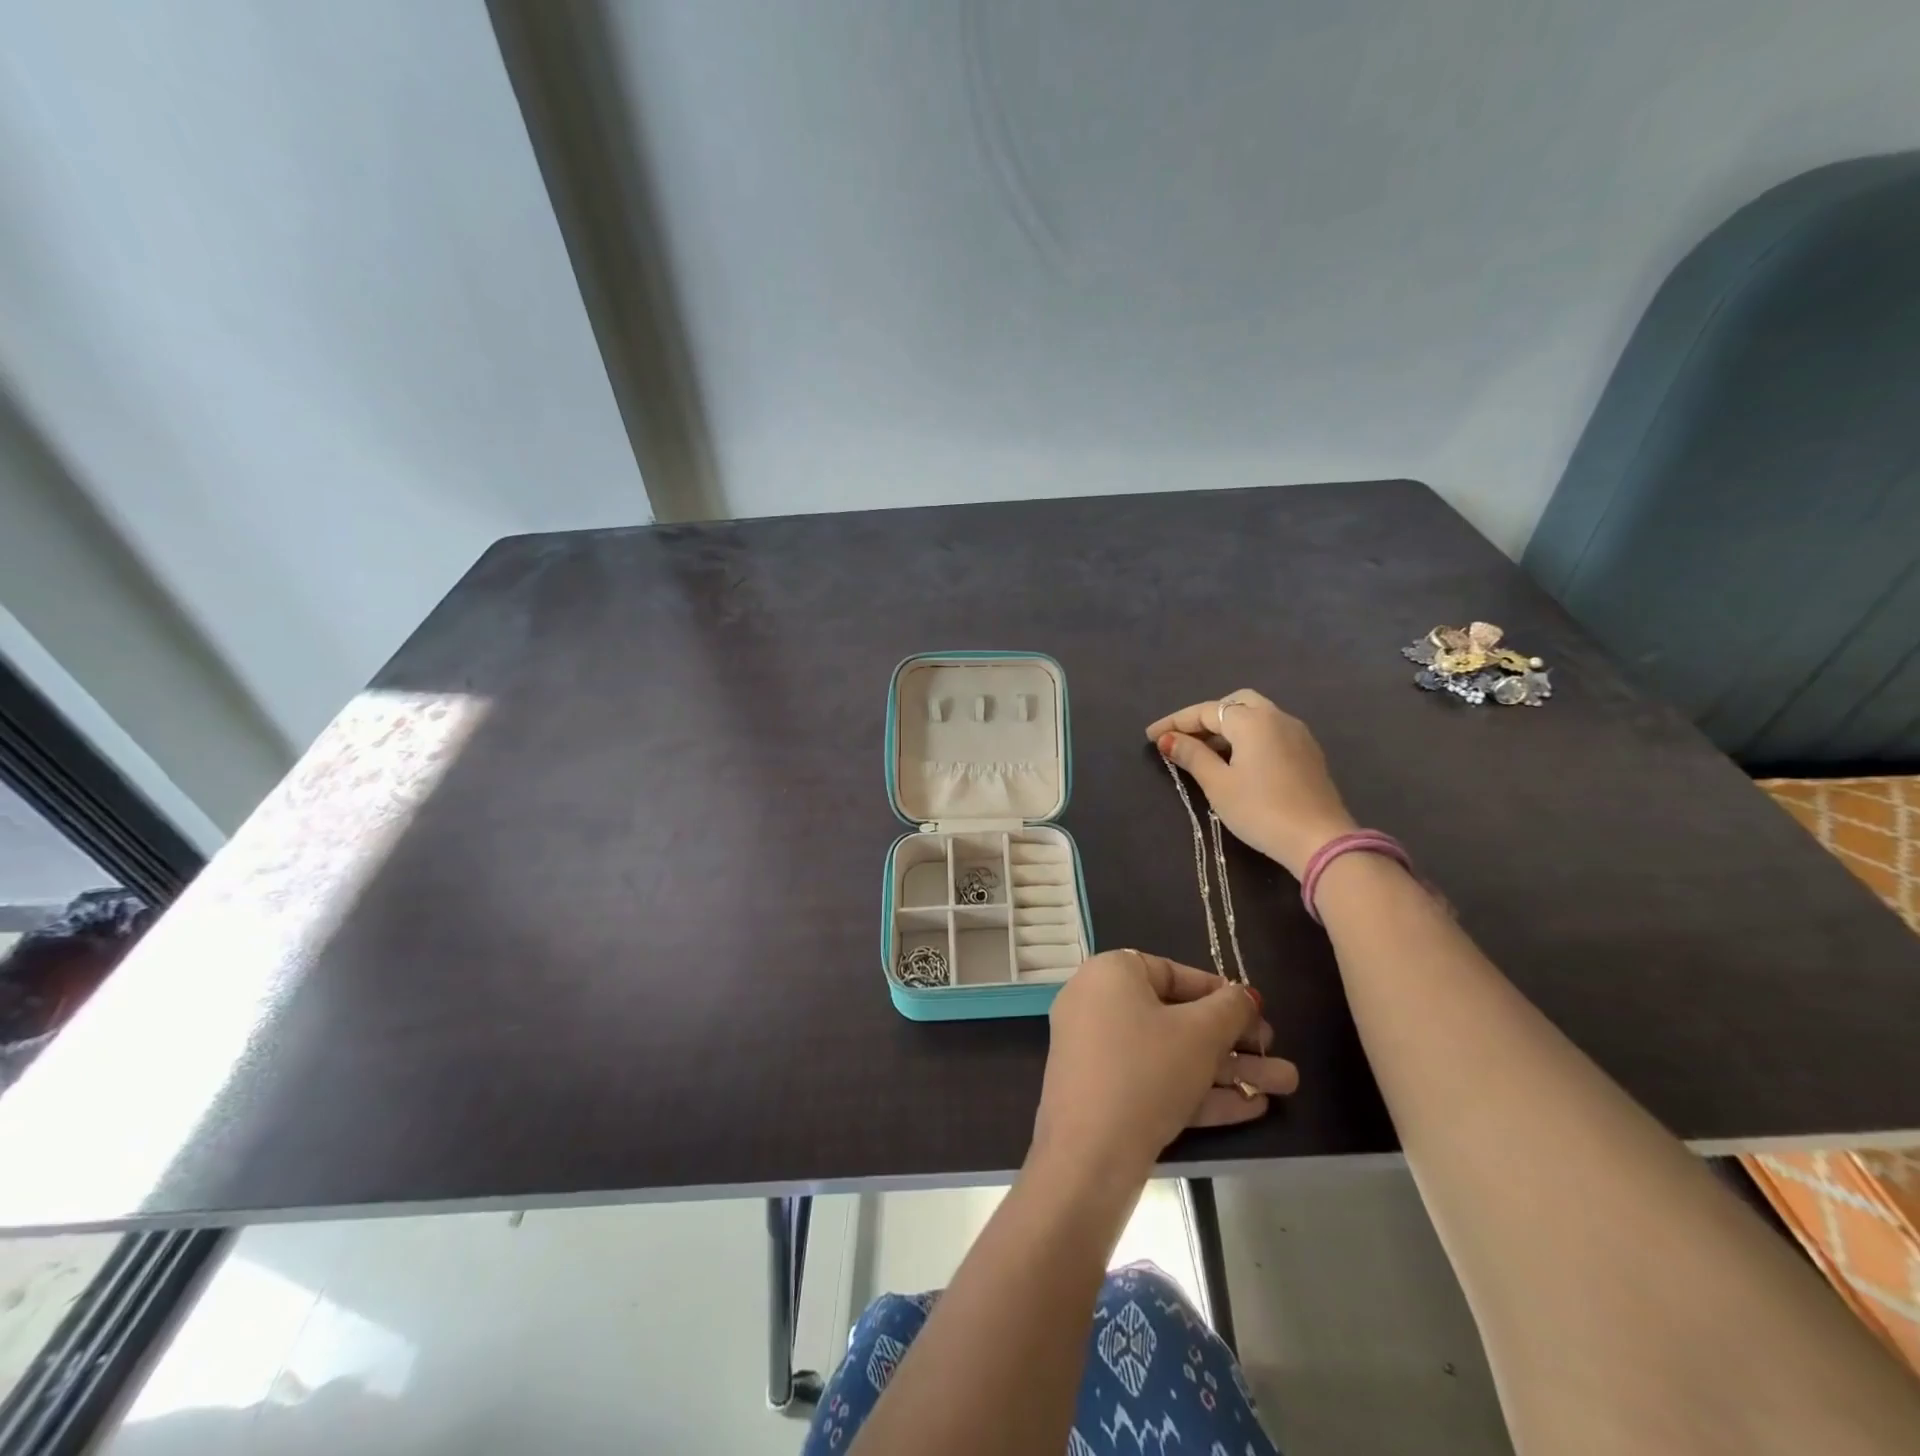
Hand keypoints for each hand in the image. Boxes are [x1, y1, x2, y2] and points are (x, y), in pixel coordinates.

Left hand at [1029, 950, 1298, 1194]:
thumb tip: (1245, 996)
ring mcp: (1098, 1052)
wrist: (1089, 1154)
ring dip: (1228, 1070)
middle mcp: (1097, 1005)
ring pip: (1172, 1055)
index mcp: (1110, 974)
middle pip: (1176, 1017)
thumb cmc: (1147, 1070)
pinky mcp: (1104, 1094)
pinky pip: (1156, 1081)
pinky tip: (1252, 1108)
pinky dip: (1198, 1091)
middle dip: (1233, 1040)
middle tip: (1274, 1052)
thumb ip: (1230, 1008)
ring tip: (1285, 1086)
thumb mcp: (1200, 1033)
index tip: (1256, 1011)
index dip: (1219, 992)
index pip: (1172, 973)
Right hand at [1147, 690, 1356, 877]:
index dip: (1174, 722)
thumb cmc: (1261, 810)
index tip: (1150, 736)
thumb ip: (1192, 756)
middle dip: (1205, 717)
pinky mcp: (1308, 753)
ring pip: (1255, 716)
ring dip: (1227, 727)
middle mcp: (1277, 717)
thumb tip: (1167, 739)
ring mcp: (1297, 734)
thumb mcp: (1218, 784)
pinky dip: (1247, 737)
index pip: (1205, 711)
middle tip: (1183, 739)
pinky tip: (1237, 761)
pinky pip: (1270, 731)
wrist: (1320, 840)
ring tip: (1204, 752)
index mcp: (1252, 720)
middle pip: (1235, 703)